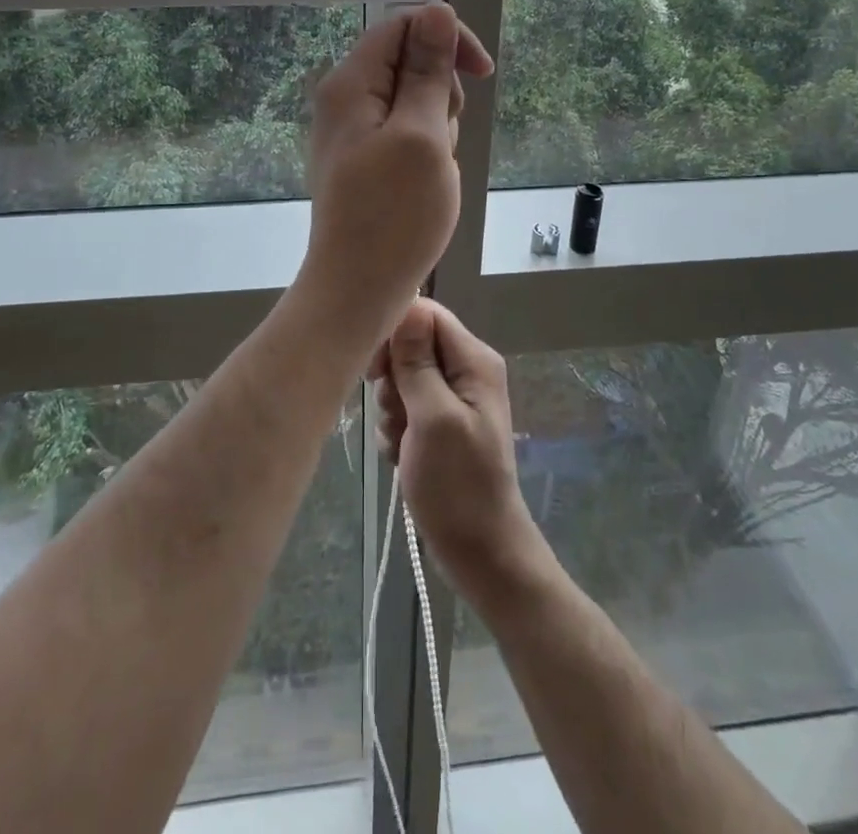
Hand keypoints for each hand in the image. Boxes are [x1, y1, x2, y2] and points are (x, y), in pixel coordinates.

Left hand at [300, 4, 492, 340]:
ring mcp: (354, 132)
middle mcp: (346, 99)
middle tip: (439, 140)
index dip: (447, 38)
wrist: (359, 289)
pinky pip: (408, 135)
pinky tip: (426, 183)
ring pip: (416, 102)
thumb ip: (428, 70)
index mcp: (350, 83)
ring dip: (437, 128)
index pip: (403, 26)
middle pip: (410, 63)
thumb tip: (436, 9)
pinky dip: (427, 152)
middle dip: (441, 94)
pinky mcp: (366, 159)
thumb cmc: (394, 214)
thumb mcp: (422, 134)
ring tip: (431, 170)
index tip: (482, 73)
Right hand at [369, 300, 544, 602]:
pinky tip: (401, 455)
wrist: (480, 552)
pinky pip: (406, 407)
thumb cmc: (458, 485)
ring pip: (404, 378)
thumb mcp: (434, 418)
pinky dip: (397, 428)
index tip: (377, 369)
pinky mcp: (440, 425)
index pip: (426, 314)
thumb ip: (418, 362)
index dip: (396, 333)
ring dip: (392, 407)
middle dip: (392, 377)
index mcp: (474, 360)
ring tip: (402, 440)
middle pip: (412, 344)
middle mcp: (466, 371)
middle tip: (395, 411)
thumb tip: (407, 306)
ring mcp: (453, 399)